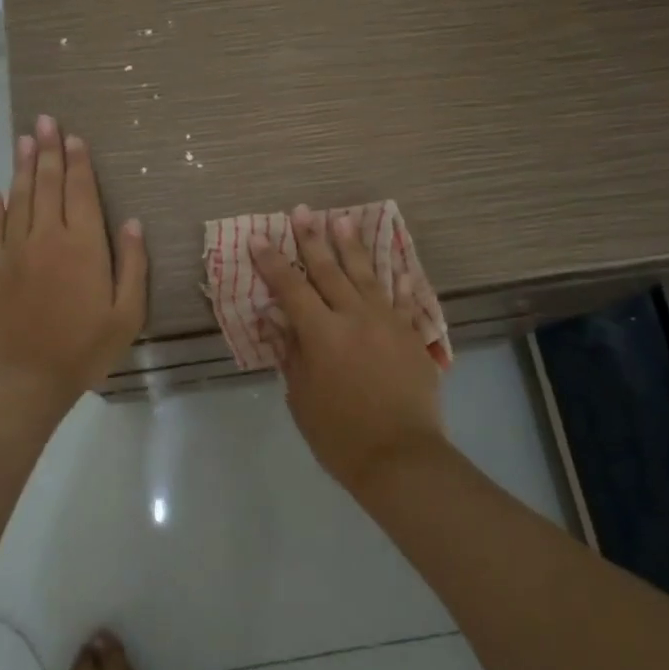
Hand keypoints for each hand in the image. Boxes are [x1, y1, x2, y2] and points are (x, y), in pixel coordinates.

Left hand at [0, 114, 147, 411]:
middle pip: (48, 185)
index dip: (79, 163)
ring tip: (24, 140)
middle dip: (49, 151)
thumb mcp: (127, 312)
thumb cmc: (87, 346)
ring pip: (19, 198)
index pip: (80, 192)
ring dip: (23, 167)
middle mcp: (48, 238)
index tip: (75, 138)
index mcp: (84, 246)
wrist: (29, 376)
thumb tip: (131, 222)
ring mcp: (16, 250)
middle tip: (45, 121)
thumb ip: (132, 264)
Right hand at [250, 205, 446, 495]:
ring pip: (366, 274)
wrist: (402, 458)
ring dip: (351, 246)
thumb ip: (290, 353)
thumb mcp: (301, 397)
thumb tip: (273, 319)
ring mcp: (387, 322)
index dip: (272, 262)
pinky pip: (402, 298)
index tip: (258, 238)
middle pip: (329, 270)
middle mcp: (354, 317)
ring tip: (341, 219)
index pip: (290, 288)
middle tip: (302, 211)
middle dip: (312, 239)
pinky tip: (395, 263)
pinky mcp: (410, 334)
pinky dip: (397, 280)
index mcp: (322, 333)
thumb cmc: (340, 435)